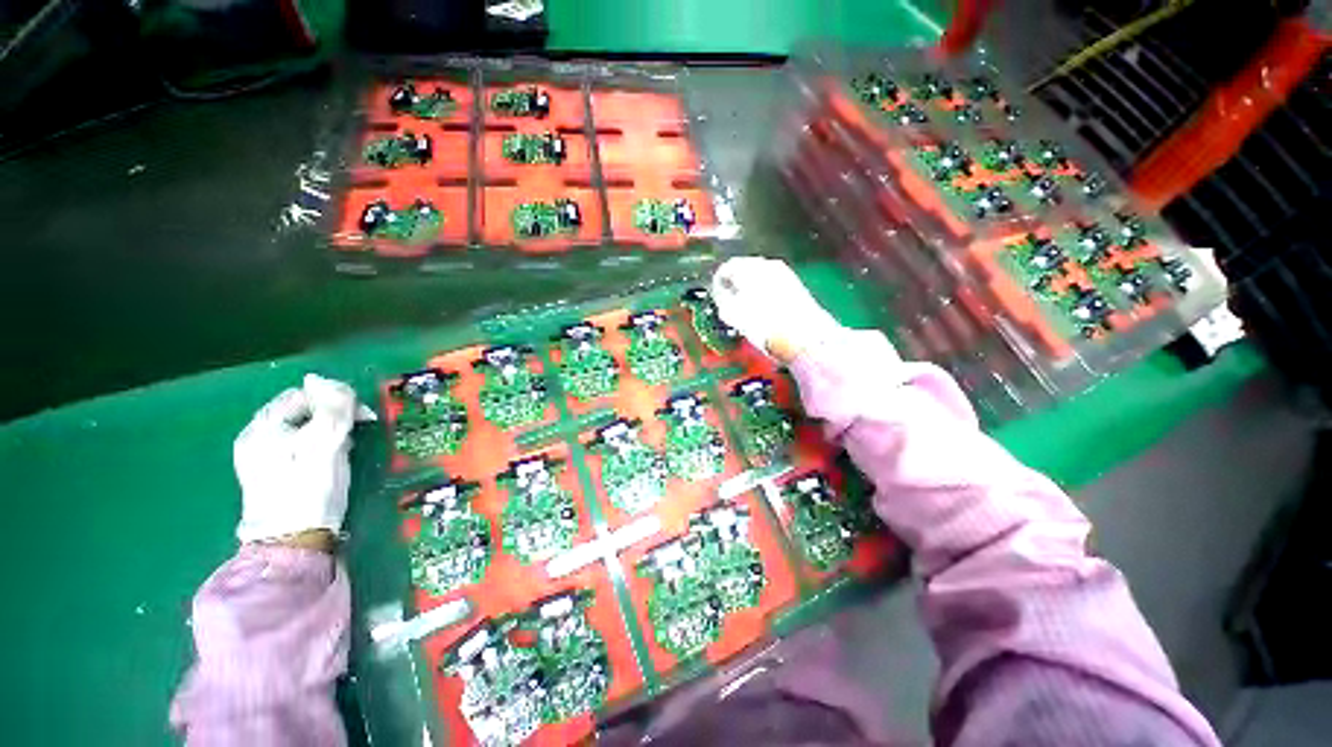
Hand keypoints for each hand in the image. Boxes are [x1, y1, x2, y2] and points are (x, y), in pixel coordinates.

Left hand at [234, 374, 374, 544]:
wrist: (293, 542)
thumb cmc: (311, 489)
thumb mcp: (326, 444)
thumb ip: (329, 409)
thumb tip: (322, 379)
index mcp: (264, 428)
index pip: (304, 395)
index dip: (337, 399)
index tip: (364, 417)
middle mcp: (256, 438)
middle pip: (300, 410)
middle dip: (332, 416)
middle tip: (356, 433)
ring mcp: (260, 458)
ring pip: (301, 428)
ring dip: (327, 431)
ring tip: (345, 448)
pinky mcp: (270, 474)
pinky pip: (297, 445)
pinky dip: (317, 445)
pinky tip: (329, 460)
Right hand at [711, 257, 842, 363]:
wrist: (804, 338)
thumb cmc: (764, 325)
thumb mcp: (732, 314)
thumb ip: (721, 298)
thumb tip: (720, 293)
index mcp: (748, 268)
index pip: (725, 269)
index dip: (718, 284)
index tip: (716, 297)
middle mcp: (767, 265)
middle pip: (744, 271)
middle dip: (735, 285)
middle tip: (729, 303)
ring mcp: (785, 275)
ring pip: (760, 278)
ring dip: (750, 291)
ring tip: (746, 311)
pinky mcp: (796, 287)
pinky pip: (773, 287)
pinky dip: (765, 296)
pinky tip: (764, 313)